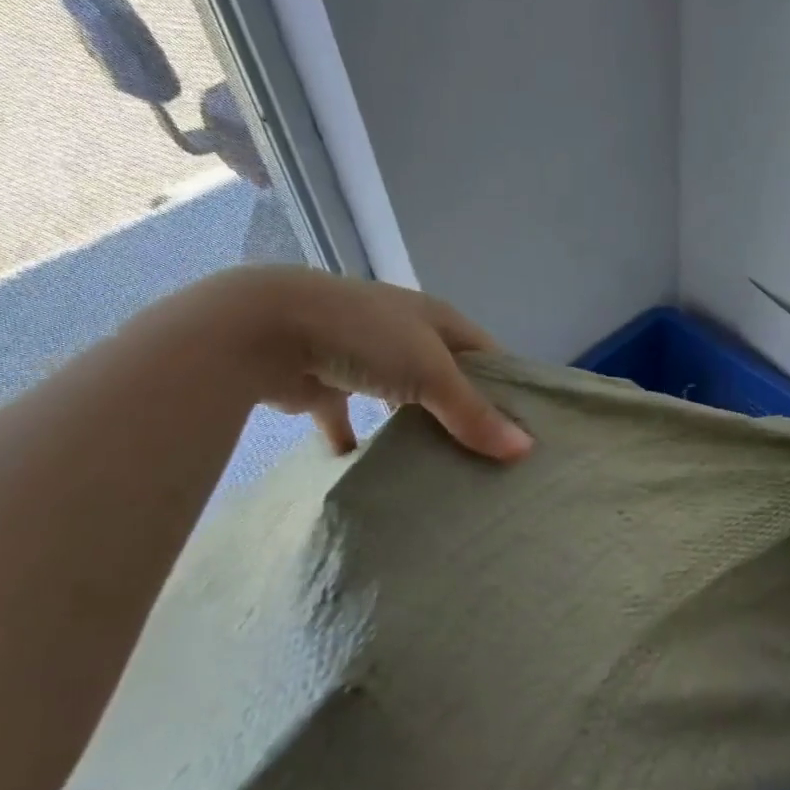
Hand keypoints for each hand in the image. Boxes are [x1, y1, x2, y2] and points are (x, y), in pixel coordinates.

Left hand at [181, 267, 534, 460]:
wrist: (263, 328)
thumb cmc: (364, 336)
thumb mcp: (431, 372)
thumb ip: (474, 413)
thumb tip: (525, 450)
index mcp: (435, 320)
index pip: (487, 355)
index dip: (507, 388)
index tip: (526, 432)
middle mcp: (404, 335)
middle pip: (446, 378)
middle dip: (464, 414)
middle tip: (490, 461)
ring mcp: (363, 358)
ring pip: (401, 398)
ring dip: (414, 426)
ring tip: (442, 468)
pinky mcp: (325, 384)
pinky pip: (347, 419)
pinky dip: (355, 442)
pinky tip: (365, 467)